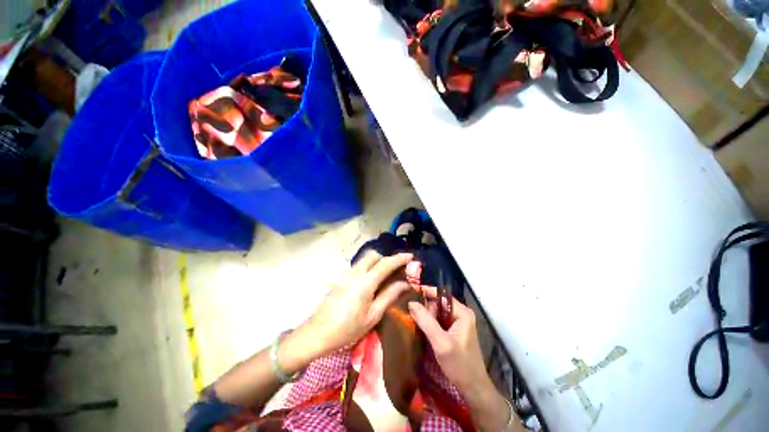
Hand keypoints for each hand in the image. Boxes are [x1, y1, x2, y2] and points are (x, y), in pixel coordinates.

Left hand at [305, 251, 413, 357]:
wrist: (317, 333)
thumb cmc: (348, 329)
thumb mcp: (373, 316)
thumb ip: (389, 296)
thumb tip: (405, 283)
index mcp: (365, 282)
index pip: (385, 264)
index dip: (399, 258)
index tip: (410, 256)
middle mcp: (355, 273)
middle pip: (373, 255)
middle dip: (386, 258)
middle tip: (395, 270)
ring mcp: (346, 274)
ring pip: (364, 259)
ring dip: (376, 262)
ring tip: (384, 276)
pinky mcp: (340, 278)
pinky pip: (358, 266)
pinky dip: (368, 268)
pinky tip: (369, 283)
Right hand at [407, 295, 488, 394]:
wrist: (473, 388)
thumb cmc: (459, 365)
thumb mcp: (440, 343)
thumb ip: (426, 321)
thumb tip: (411, 302)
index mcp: (462, 312)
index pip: (440, 295)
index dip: (426, 293)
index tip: (409, 294)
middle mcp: (461, 313)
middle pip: (438, 303)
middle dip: (426, 309)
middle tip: (417, 321)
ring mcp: (458, 322)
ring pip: (437, 312)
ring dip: (427, 317)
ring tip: (417, 324)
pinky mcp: (454, 330)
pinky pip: (439, 320)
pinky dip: (430, 323)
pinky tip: (423, 329)